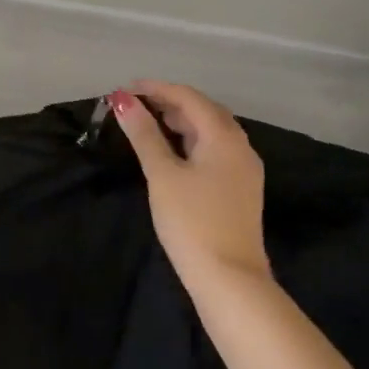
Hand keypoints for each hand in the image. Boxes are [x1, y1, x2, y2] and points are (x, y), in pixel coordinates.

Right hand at [111, 82, 268, 286]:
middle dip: (168, 102)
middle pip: (203, 110)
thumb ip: (144, 134)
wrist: (230, 279)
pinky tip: (173, 152)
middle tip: (134, 106)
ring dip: (180, 121)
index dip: (156, 89)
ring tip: (148, 124)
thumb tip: (123, 101)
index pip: (188, 97)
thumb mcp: (162, 175)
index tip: (124, 91)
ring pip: (211, 131)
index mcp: (223, 136)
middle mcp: (240, 145)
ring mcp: (244, 168)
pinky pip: (215, 149)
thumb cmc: (192, 222)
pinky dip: (191, 141)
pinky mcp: (241, 188)